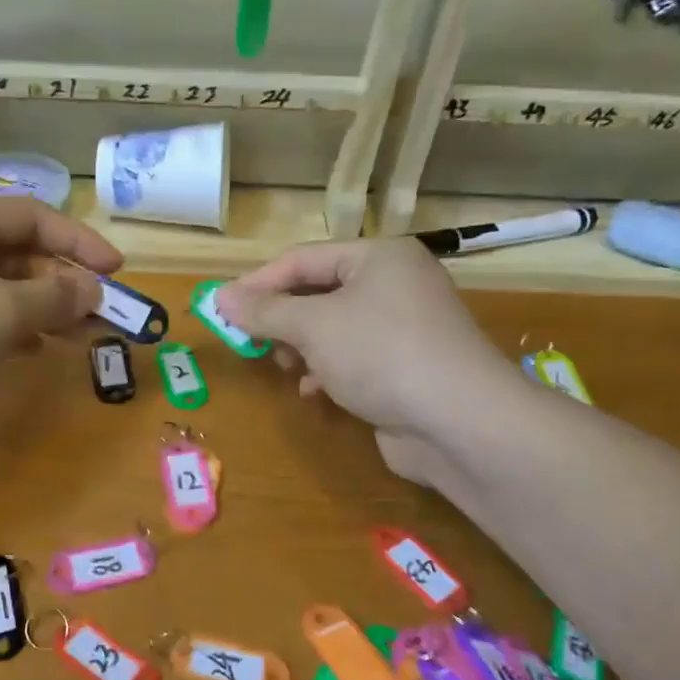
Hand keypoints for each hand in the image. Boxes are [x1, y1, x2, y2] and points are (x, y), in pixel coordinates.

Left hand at [0, 197, 120, 452]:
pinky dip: (7, 328)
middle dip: (61, 282)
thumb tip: (91, 290)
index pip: (30, 216)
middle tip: (100, 314)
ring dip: (39, 308)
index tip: (118, 271)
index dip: (79, 242)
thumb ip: (54, 297)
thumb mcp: (0, 313)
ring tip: (77, 335)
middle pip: (13, 252)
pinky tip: (31, 350)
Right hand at [215, 239, 513, 441]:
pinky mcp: (406, 366)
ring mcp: (404, 327)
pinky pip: (354, 358)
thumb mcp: (314, 326)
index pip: (303, 259)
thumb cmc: (382, 354)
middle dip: (283, 319)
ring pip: (334, 328)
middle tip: (253, 341)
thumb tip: (220, 297)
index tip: (221, 309)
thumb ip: (265, 310)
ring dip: (303, 347)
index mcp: (379, 257)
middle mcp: (395, 284)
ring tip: (288, 367)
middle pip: (319, 292)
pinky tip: (314, 391)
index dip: (258, 283)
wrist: (459, 422)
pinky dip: (328, 370)